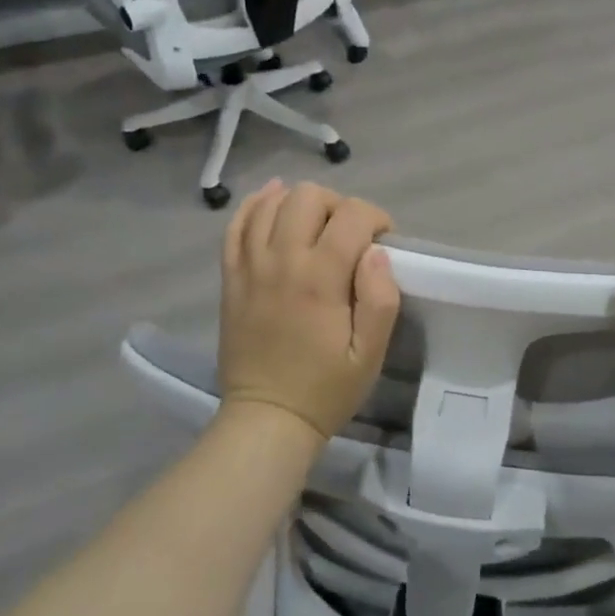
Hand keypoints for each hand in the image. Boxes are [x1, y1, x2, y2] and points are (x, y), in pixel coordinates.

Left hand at [217, 180, 400, 441]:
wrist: (267, 419)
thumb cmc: (325, 388)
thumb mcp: (370, 354)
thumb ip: (381, 299)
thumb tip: (377, 253)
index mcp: (320, 278)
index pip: (352, 214)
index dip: (375, 218)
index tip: (383, 241)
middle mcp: (282, 261)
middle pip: (308, 196)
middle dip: (338, 205)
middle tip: (348, 236)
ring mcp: (250, 266)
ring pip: (272, 203)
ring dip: (300, 203)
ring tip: (316, 225)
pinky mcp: (231, 276)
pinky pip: (237, 224)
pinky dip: (255, 205)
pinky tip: (272, 202)